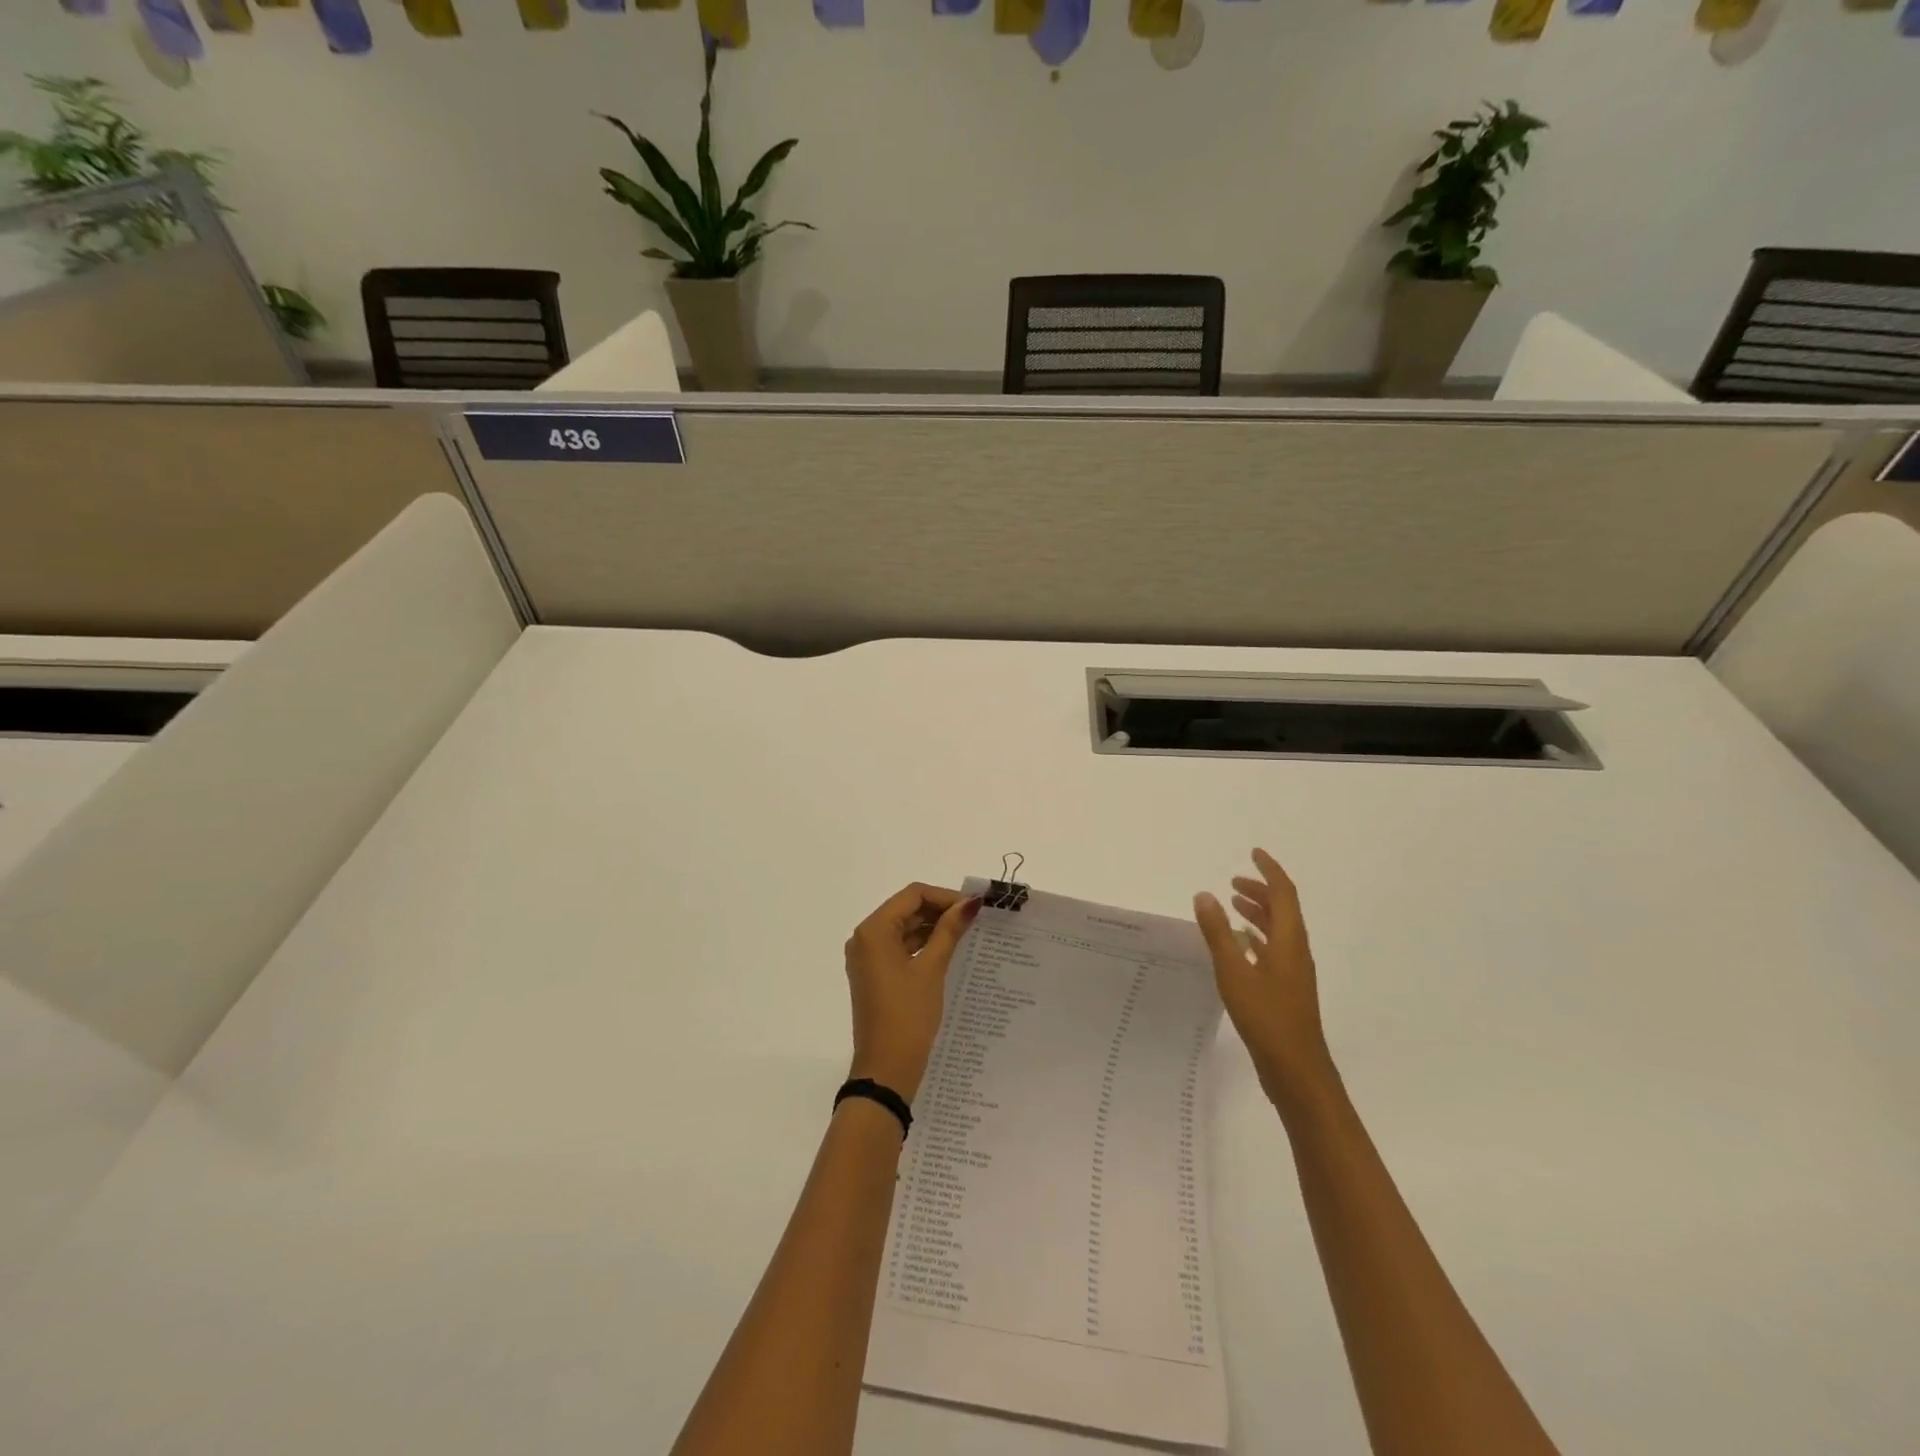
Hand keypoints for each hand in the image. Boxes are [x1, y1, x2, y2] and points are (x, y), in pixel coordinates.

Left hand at [844, 884, 979, 1102]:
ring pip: (904, 928)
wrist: (886, 1069)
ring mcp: (867, 958)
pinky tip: (948, 951)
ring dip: (933, 928)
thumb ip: (950, 930)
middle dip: (940, 910)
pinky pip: (899, 948)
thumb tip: (971, 903)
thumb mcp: (932, 968)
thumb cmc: (908, 1015)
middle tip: (974, 920)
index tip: (974, 907)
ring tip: (967, 934)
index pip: (913, 895)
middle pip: (906, 909)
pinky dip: (922, 945)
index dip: (945, 896)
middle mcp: (864, 938)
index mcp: (874, 930)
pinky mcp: (874, 975)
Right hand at [1195, 848, 1336, 1105]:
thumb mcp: (1234, 972)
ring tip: (1232, 905)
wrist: (1297, 1071)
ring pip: (1278, 931)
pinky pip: (1273, 950)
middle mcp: (1295, 952)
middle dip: (1260, 891)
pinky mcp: (1286, 990)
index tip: (1253, 854)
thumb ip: (1218, 933)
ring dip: (1258, 913)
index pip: (1284, 894)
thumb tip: (1205, 894)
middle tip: (1234, 882)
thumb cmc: (1266, 1018)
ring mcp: (1293, 973)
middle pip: (1283, 910)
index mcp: (1289, 942)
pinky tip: (1239, 945)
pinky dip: (1256, 937)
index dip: (1269, 872)